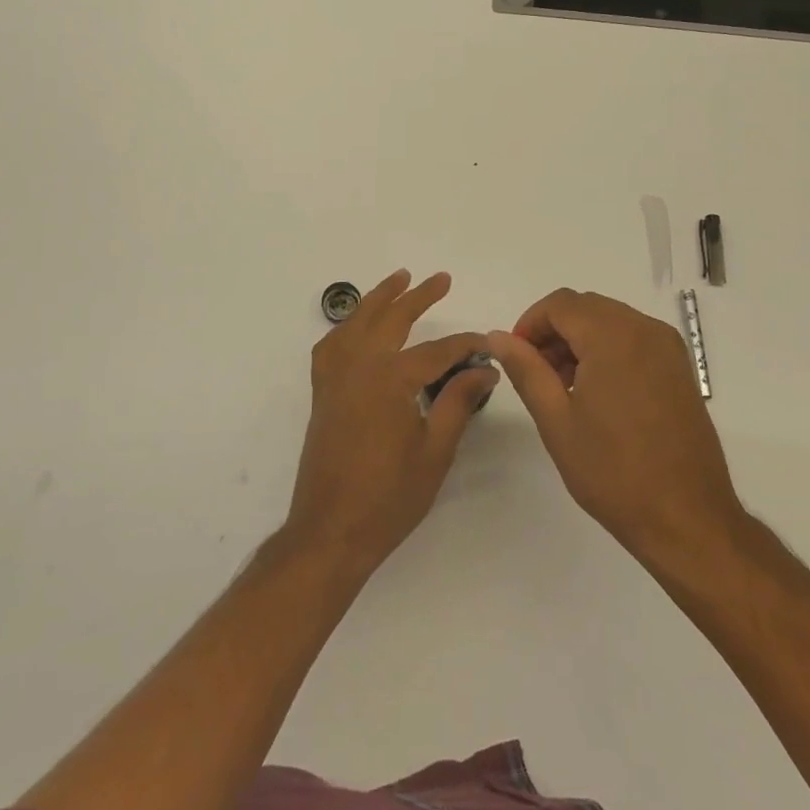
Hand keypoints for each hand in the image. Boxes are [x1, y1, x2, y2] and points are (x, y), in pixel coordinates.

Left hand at [285, 270, 496, 574]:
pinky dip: (346, 327)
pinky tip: (357, 328)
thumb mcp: (435, 451)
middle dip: (418, 296)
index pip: (437, 351)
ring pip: (357, 322)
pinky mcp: (322, 392)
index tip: (487, 344)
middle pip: (391, 318)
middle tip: (441, 279)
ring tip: (398, 280)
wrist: (331, 531)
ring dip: (379, 298)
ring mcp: (335, 377)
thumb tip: (485, 369)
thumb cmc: (389, 497)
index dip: (465, 345)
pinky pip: (331, 345)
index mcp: (391, 379)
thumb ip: (458, 402)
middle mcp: (359, 366)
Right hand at [488, 288, 746, 570]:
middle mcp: (644, 329)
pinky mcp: (680, 368)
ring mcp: (668, 347)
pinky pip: (634, 338)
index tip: (517, 359)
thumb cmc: (614, 472)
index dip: (530, 324)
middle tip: (537, 375)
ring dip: (580, 340)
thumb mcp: (556, 421)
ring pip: (610, 320)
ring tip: (564, 388)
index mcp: (613, 336)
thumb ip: (526, 370)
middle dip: (554, 332)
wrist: (687, 519)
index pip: (560, 304)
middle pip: (586, 307)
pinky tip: (598, 393)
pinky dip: (608, 349)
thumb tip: (498, 337)